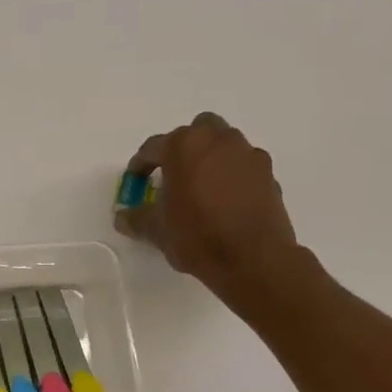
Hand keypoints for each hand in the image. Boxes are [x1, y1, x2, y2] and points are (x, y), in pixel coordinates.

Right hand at [116, 112, 304, 311]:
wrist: (253, 258)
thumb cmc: (197, 236)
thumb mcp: (156, 231)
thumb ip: (136, 219)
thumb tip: (122, 217)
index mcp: (183, 146)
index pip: (153, 147)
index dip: (140, 165)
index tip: (136, 181)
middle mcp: (217, 140)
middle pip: (196, 132)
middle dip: (183, 149)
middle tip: (174, 175)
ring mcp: (247, 154)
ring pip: (224, 144)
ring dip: (211, 158)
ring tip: (202, 187)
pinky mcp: (268, 173)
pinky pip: (243, 165)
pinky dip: (233, 175)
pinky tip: (227, 201)